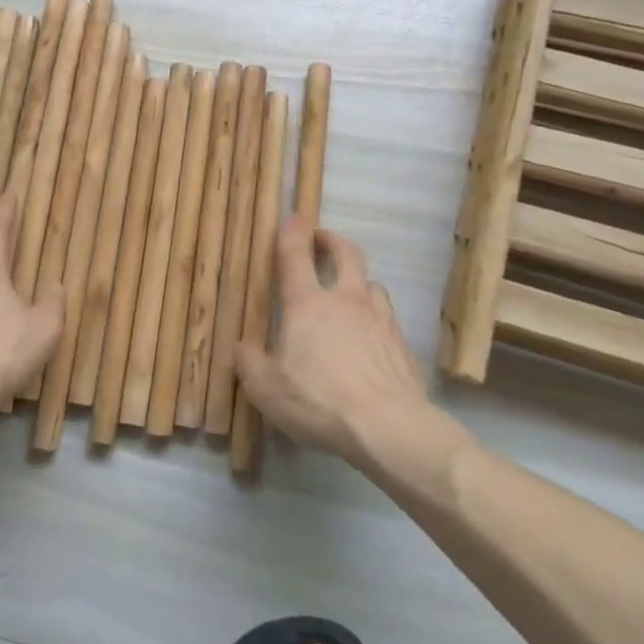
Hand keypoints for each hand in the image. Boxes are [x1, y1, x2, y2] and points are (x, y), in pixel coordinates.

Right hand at [233, 218, 431, 463]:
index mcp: (307, 304)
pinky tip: (372, 339)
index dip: (293, 233)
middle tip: (322, 239)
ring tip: (350, 294)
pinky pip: (388, 318)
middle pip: (346, 254)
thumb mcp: (266, 388)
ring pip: (372, 284)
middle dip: (333, 240)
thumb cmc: (318, 400)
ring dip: (359, 281)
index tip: (295, 217)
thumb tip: (241, 349)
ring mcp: (380, 319)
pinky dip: (377, 318)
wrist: (388, 426)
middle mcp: (346, 300)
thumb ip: (249, 364)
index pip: (296, 256)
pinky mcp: (402, 344)